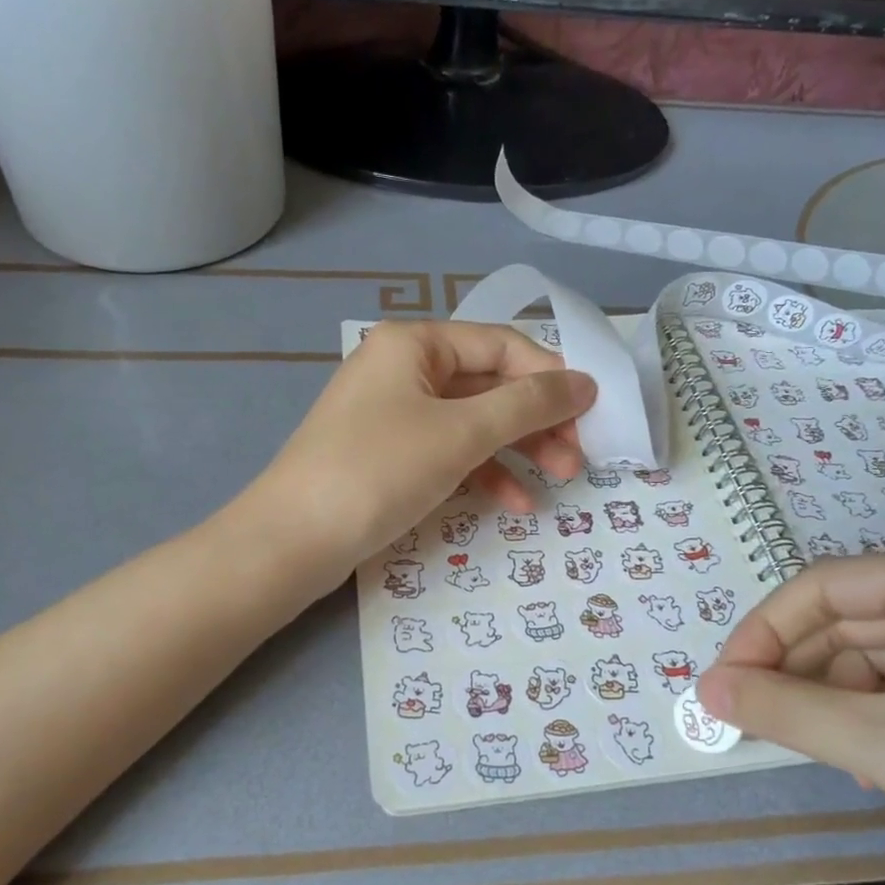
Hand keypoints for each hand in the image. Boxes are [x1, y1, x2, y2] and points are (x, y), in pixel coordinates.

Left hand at [249, 320, 595, 574]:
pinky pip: (449, 452)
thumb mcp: (461, 433)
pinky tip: (517, 503)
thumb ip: (528, 405)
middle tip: (579, 456)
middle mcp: (403, 369)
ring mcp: (394, 414)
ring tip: (562, 479)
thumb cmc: (379, 470)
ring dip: (519, 449)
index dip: (550, 376)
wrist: (292, 541)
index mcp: (414, 343)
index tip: (592, 412)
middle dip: (537, 420)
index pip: (501, 345)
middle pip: (489, 384)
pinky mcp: (390, 456)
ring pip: (473, 422)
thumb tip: (585, 382)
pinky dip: (484, 473)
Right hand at [698, 554, 884, 884]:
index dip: (763, 631)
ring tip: (807, 749)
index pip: (824, 586)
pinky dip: (871, 722)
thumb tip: (705, 689)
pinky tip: (866, 766)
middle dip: (794, 670)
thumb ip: (785, 711)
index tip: (723, 685)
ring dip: (831, 701)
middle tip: (746, 719)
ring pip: (875, 661)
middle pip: (848, 622)